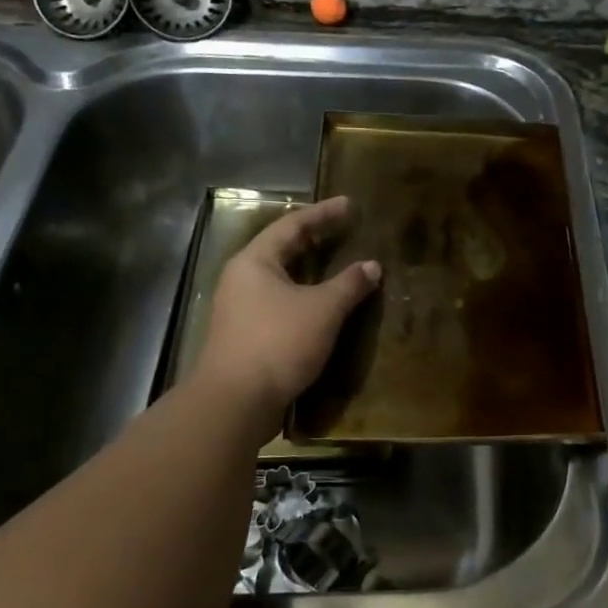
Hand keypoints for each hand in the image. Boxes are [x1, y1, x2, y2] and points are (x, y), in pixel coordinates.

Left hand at [192, 197, 380, 418]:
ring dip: (311, 271)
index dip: (323, 213)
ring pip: (281, 279)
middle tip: (345, 230)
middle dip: (315, 239)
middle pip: (283, 249)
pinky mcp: (247, 336)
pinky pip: (281, 303)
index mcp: (255, 261)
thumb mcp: (322, 309)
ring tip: (338, 264)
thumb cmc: (278, 342)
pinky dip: (305, 296)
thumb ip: (349, 284)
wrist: (235, 402)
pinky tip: (324, 305)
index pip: (292, 225)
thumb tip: (372, 266)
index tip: (350, 204)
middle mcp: (242, 279)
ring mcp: (241, 309)